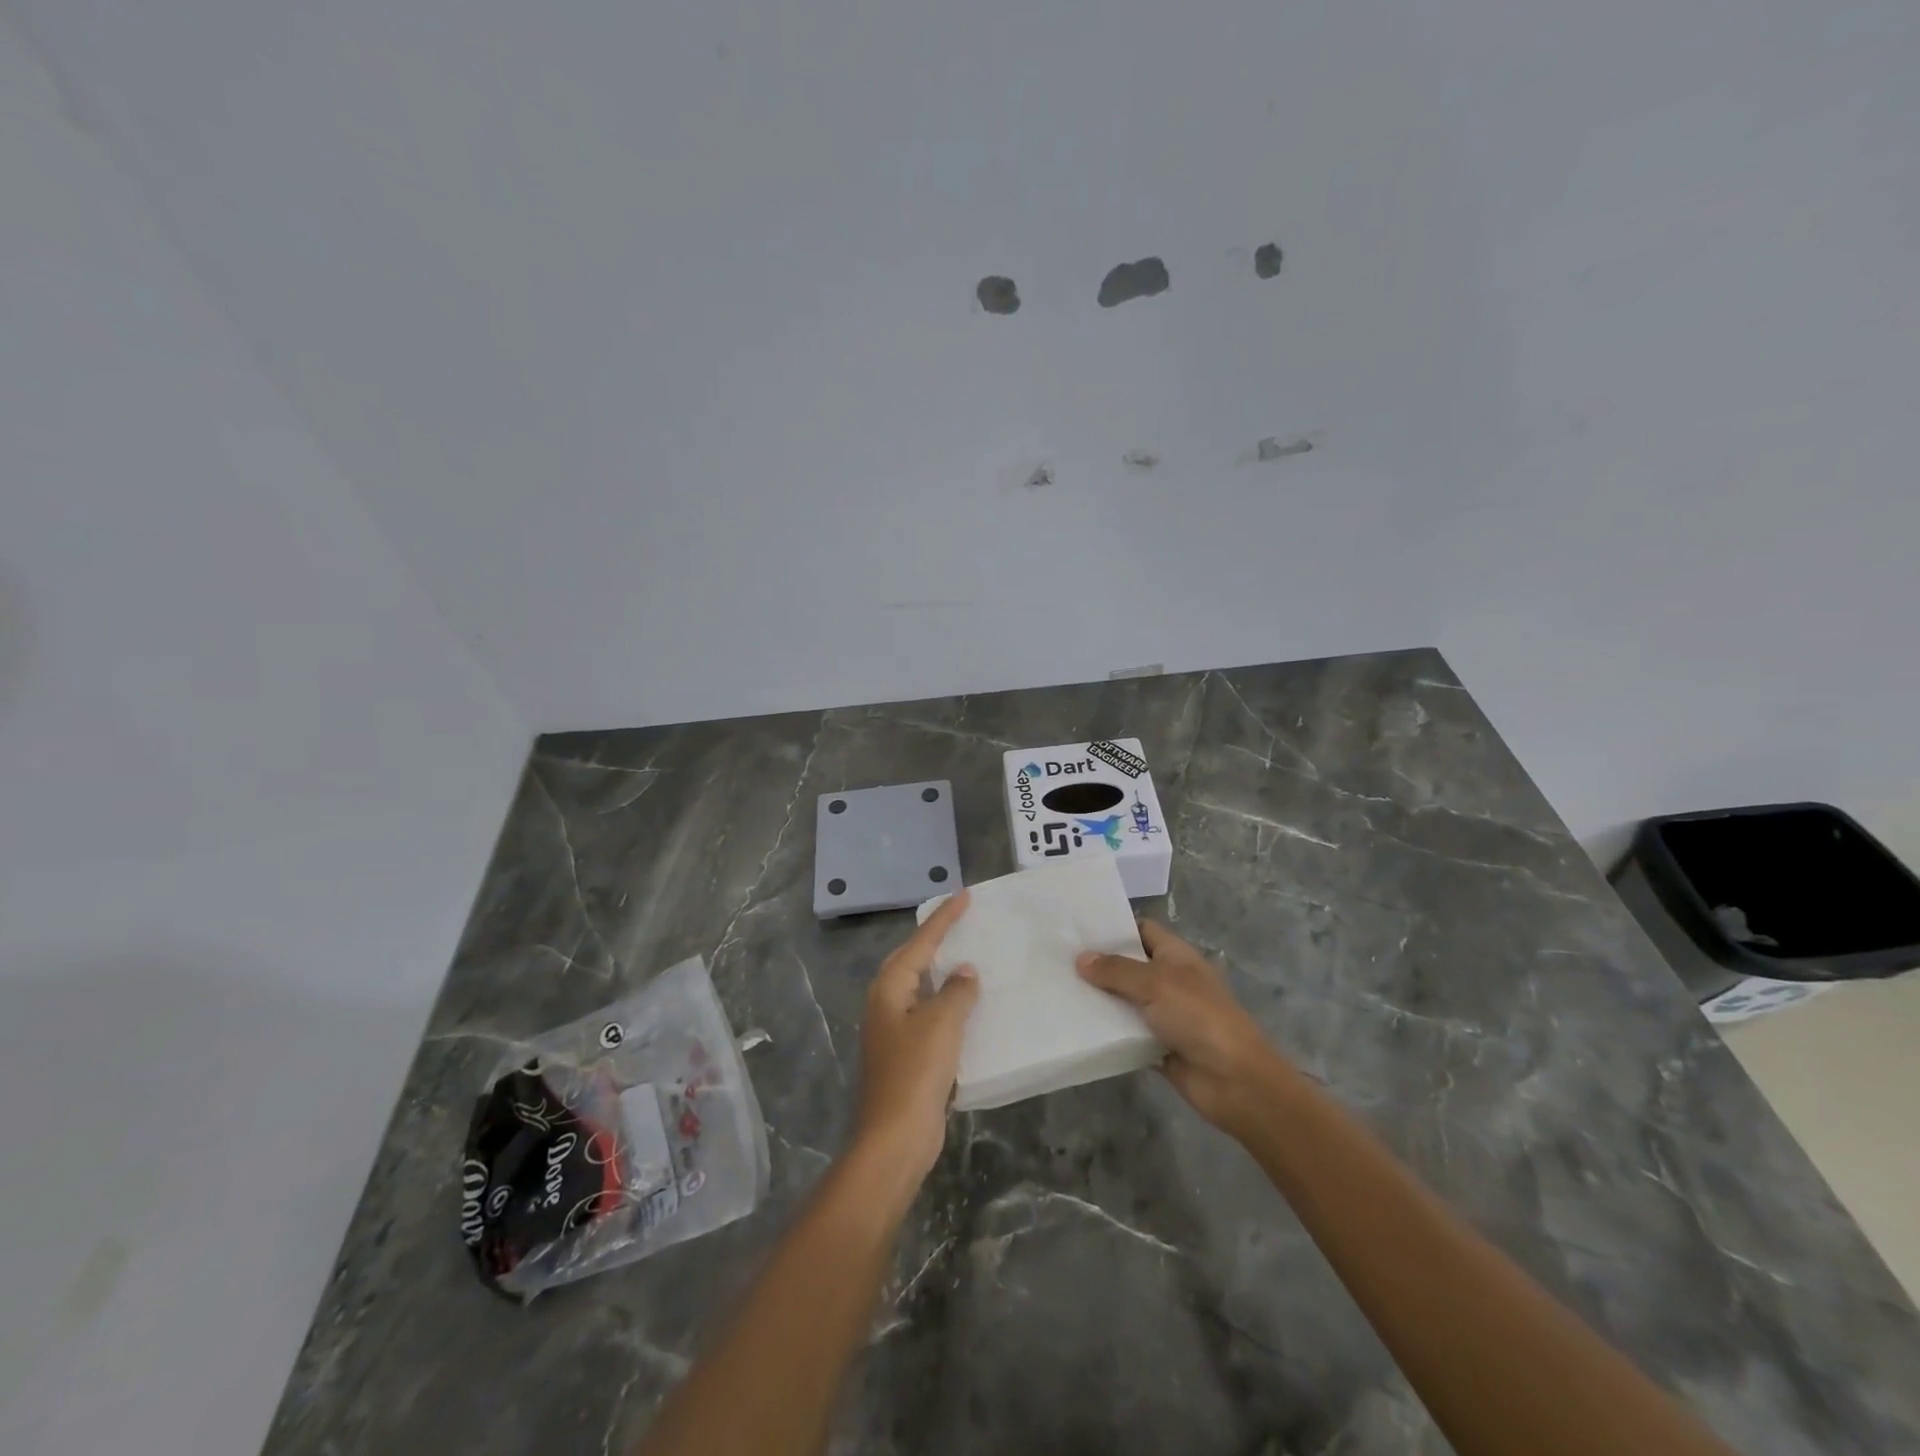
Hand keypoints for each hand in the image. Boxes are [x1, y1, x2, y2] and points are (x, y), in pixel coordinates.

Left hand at [853, 891, 979, 1182]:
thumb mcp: (942, 1024)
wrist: (895, 1137)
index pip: (921, 942)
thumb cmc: (915, 1071)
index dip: (943, 919)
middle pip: (912, 961)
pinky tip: (966, 1007)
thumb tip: (965, 972)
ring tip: (967, 956)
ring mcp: (893, 1030)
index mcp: (889, 988)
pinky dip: (946, 1003)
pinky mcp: (905, 1054)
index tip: (964, 896)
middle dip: (935, 940)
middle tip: (961, 922)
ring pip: (920, 988)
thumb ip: (957, 992)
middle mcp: (886, 1003)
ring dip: (941, 972)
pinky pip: (928, 1014)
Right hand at [1077, 921, 1290, 1135]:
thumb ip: (1116, 970)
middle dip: (1098, 964)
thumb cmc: (1198, 1017)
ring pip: (1124, 1000)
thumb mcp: (1156, 984)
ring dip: (1098, 999)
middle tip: (1056, 960)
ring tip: (1057, 990)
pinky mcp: (1156, 1045)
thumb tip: (1081, 959)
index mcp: (1176, 955)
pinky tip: (1075, 1026)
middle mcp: (1169, 980)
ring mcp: (1164, 1014)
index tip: (1078, 929)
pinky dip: (1106, 1030)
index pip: (1142, 930)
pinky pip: (1125, 1032)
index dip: (1114, 927)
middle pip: (1129, 965)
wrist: (1234, 1080)